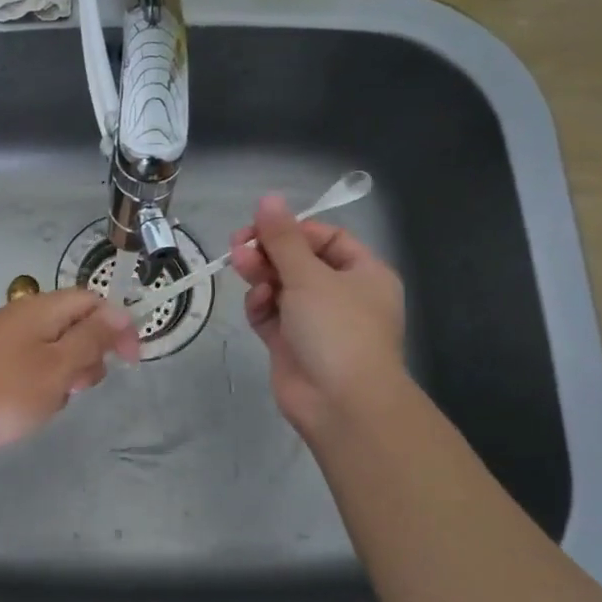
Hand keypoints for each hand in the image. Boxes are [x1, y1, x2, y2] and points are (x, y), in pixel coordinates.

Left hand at [0, 287, 139, 461]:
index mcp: (39, 309)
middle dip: (90, 355)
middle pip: (74, 325)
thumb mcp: (59, 366)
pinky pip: (33, 368)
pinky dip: (43, 386)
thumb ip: (92, 338)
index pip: (91, 301)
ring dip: (66, 375)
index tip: (131, 360)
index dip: (117, 325)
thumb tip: (118, 313)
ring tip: (54, 401)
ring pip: (55, 351)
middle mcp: (22, 318)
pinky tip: (34, 409)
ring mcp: (5, 343)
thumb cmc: (7, 393)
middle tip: (79, 386)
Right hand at [231, 194, 406, 439]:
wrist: (340, 402)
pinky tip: (257, 304)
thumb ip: (283, 238)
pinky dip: (261, 306)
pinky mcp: (291, 344)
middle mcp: (341, 295)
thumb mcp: (310, 276)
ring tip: (241, 268)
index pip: (327, 238)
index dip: (294, 230)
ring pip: (281, 287)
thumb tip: (268, 199)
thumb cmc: (337, 329)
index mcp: (363, 273)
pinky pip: (271, 315)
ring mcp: (315, 322)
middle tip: (238, 245)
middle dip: (269, 252)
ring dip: (261, 276)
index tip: (263, 227)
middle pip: (299, 262)